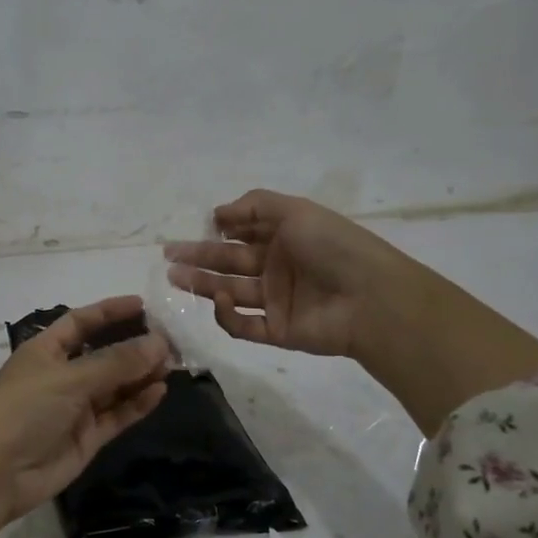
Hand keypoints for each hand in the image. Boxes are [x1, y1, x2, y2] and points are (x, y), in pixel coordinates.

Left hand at [0, 296, 170, 537]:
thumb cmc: (24, 408)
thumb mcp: (70, 377)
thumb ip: (116, 362)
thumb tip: (159, 343)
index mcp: (46, 350)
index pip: (81, 322)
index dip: (110, 312)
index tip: (144, 305)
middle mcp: (61, 375)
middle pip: (103, 354)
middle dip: (133, 345)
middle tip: (171, 340)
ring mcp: (75, 408)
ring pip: (114, 385)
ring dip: (140, 374)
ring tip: (173, 364)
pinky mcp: (86, 437)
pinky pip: (117, 414)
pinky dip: (137, 403)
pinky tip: (160, 391)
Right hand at [164, 189, 397, 357]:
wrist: (370, 298)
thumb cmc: (333, 246)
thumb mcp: (295, 210)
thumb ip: (254, 206)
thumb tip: (216, 214)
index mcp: (284, 239)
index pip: (242, 235)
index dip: (216, 233)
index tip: (193, 229)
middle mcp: (277, 268)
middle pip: (229, 263)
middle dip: (198, 258)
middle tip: (168, 256)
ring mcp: (276, 301)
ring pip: (230, 292)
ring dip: (202, 284)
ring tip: (174, 277)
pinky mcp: (276, 330)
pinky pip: (243, 325)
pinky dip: (227, 315)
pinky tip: (220, 300)